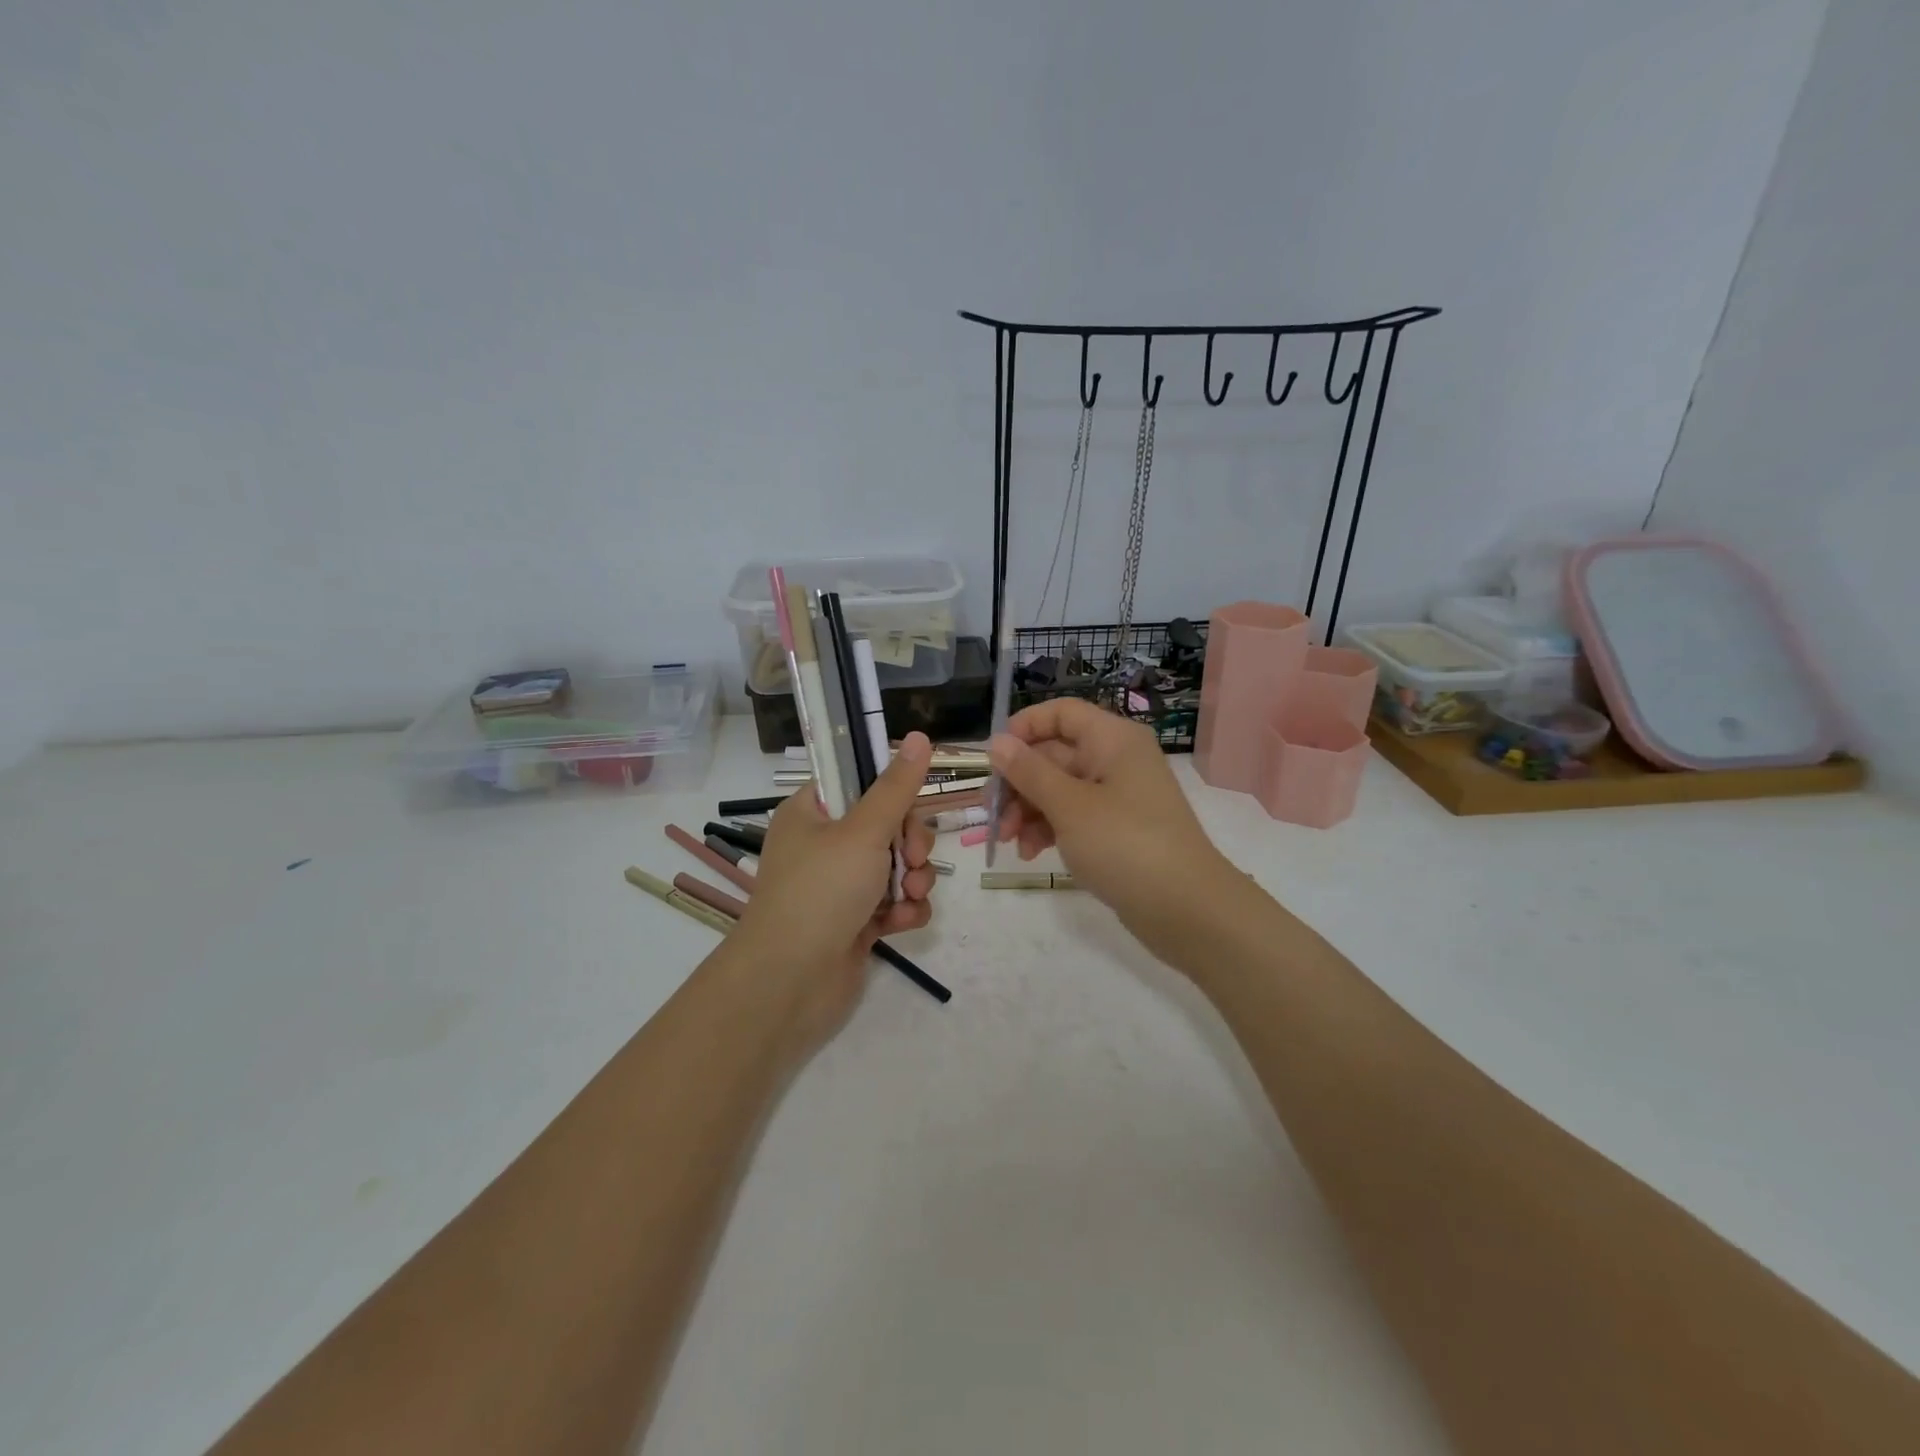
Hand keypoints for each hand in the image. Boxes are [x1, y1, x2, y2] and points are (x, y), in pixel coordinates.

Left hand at [726, 733, 937, 1046]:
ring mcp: (839, 885)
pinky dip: (904, 910)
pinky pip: (893, 902)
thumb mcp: (863, 831)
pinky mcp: (855, 920)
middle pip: (887, 824)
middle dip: (911, 843)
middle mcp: (823, 845)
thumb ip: (897, 787)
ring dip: (914, 879)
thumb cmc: (821, 892)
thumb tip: (921, 736)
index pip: (858, 782)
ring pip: (897, 865)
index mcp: (811, 813)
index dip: (890, 790)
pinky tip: (902, 923)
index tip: (912, 801)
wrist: (791, 983)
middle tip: (914, 858)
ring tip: (911, 896)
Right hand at [990, 699, 1229, 965]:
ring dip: (1028, 811)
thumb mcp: (1069, 806)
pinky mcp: (1116, 829)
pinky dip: (1049, 829)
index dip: (1024, 728)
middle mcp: (1115, 760)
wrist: (1186, 909)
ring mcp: (1117, 796)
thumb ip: (1029, 772)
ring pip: (1058, 789)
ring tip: (1010, 842)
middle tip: (993, 815)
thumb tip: (997, 742)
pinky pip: (1073, 816)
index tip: (995, 759)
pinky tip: (1031, 853)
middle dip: (1019, 783)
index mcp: (1112, 739)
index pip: (1061, 713)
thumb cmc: (1125, 844)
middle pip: (1054, 754)